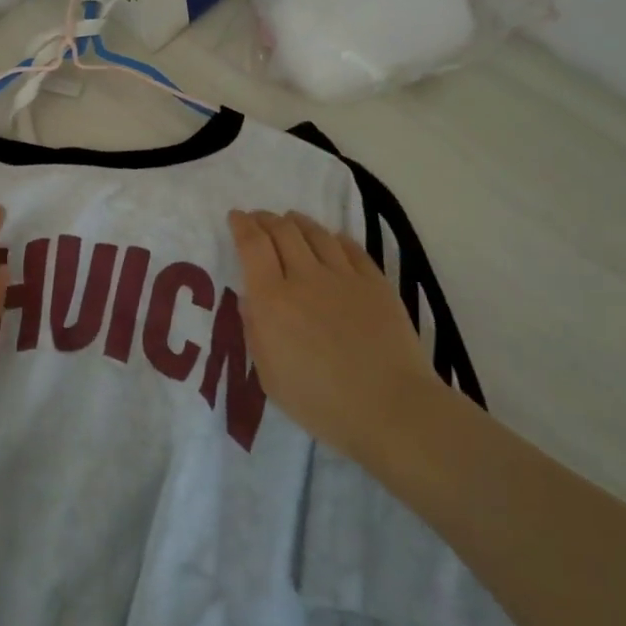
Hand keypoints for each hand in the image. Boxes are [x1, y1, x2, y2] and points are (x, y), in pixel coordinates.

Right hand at [228, 209, 437, 465]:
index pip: (253, 246)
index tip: (235, 217)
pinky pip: (351, 249)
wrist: (389, 407)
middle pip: (283, 231)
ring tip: (290, 220)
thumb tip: (251, 300)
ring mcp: (344, 277)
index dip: (242, 226)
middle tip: (259, 219)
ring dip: (298, 222)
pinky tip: (332, 239)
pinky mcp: (376, 283)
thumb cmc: (320, 402)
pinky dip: (335, 238)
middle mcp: (305, 277)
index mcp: (272, 300)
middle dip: (266, 219)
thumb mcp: (269, 376)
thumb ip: (256, 332)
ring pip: (316, 234)